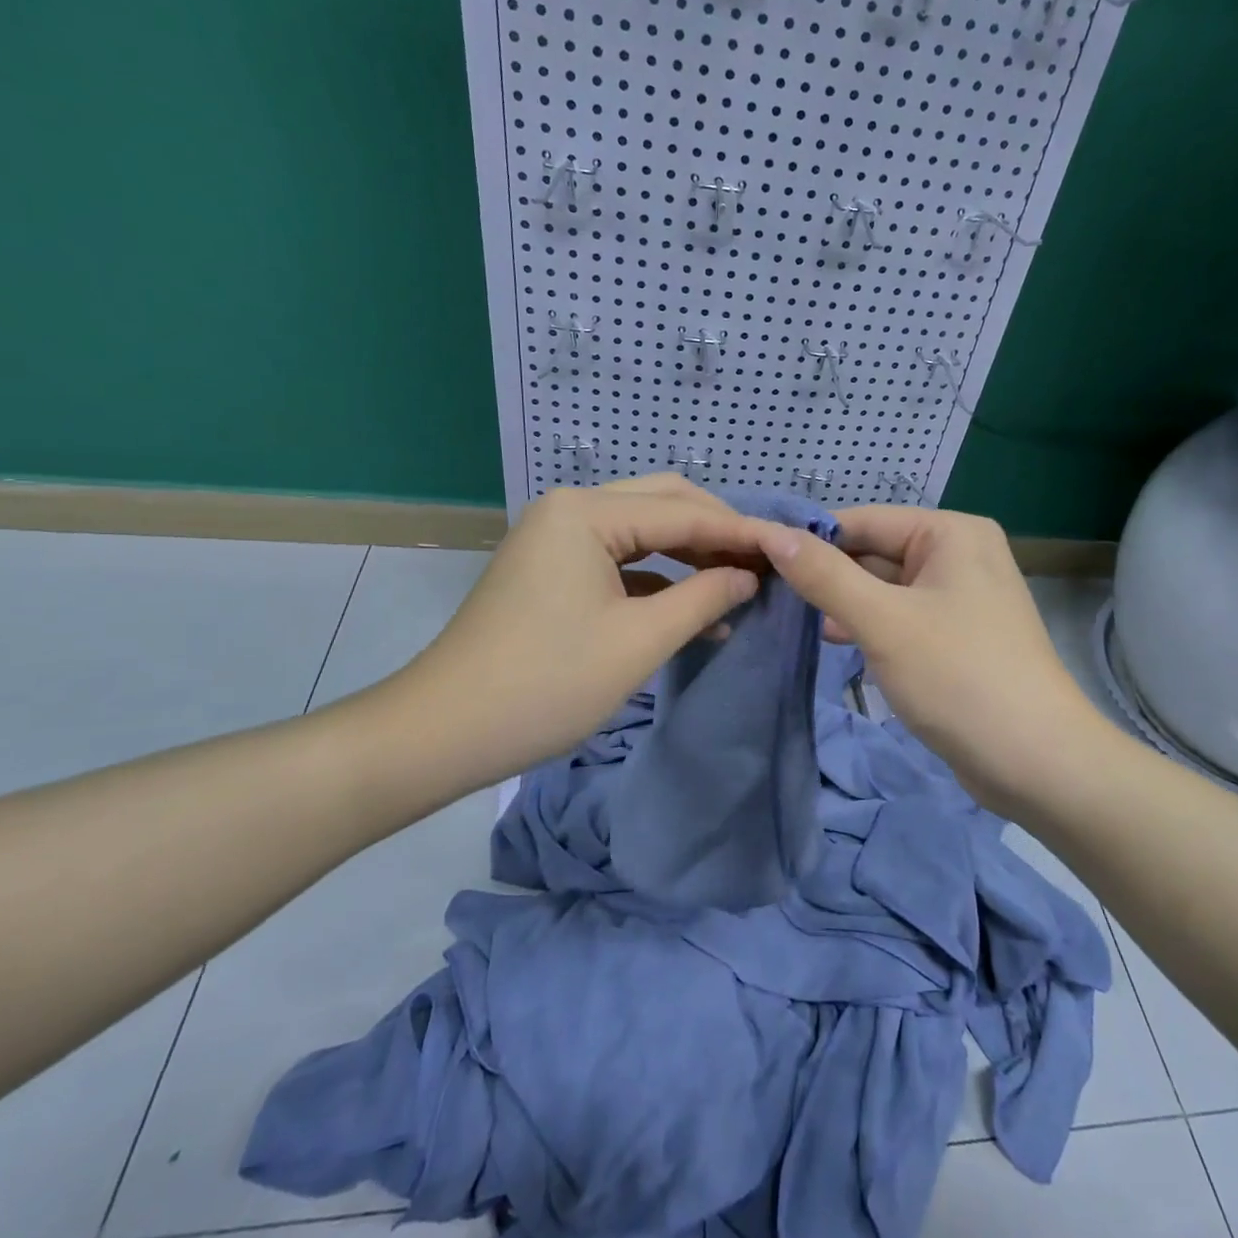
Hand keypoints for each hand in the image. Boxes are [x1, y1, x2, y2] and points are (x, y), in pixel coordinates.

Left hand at [380, 476, 762, 791]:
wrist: (443, 732)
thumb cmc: (546, 683)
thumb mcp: (639, 641)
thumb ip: (704, 597)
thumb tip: (750, 576)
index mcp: (587, 512)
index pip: (685, 512)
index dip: (743, 533)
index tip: (794, 549)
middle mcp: (571, 509)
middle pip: (664, 505)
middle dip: (718, 533)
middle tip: (767, 564)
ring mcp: (558, 538)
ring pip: (644, 532)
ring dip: (692, 556)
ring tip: (741, 586)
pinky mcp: (554, 570)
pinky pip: (621, 560)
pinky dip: (660, 579)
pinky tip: (695, 609)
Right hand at [751, 506, 1104, 814]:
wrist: (1036, 762)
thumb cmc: (958, 677)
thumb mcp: (882, 621)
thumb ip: (825, 575)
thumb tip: (773, 534)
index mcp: (951, 533)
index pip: (864, 521)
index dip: (811, 539)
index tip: (757, 561)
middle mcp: (960, 555)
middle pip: (875, 553)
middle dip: (828, 575)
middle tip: (769, 596)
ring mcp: (960, 598)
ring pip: (885, 588)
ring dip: (844, 604)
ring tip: (795, 621)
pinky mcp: (957, 637)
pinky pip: (901, 618)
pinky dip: (869, 626)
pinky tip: (836, 642)